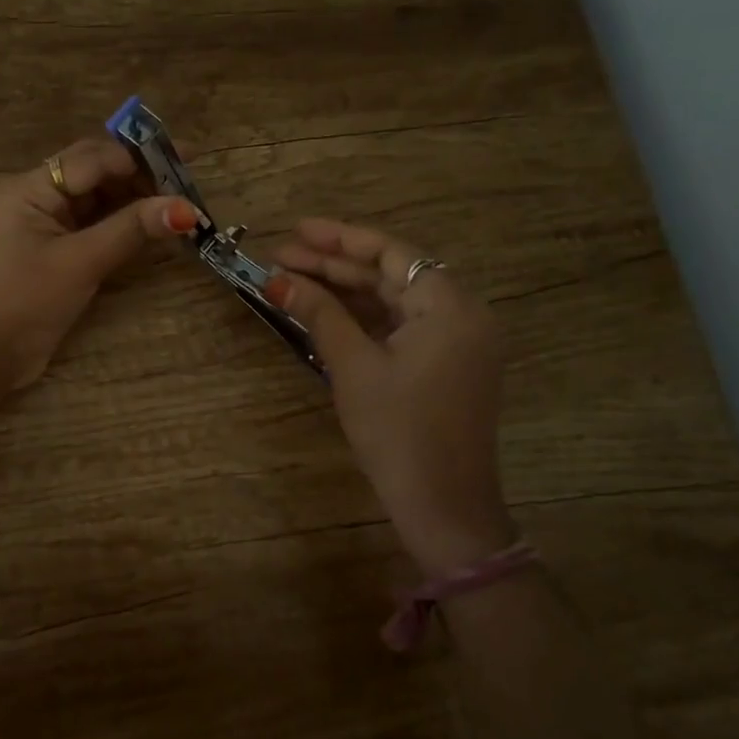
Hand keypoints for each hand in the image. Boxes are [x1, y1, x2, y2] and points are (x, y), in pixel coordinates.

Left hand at [0, 135, 198, 389]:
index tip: (184, 161)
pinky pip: (96, 224)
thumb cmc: (26, 303)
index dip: (138, 158)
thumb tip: (186, 209)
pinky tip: (156, 227)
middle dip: (141, 175)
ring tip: (180, 204)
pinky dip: (124, 224)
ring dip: (136, 199)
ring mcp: (47, 223)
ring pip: (99, 198)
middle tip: (188, 181)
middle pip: (96, 172)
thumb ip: (131, 230)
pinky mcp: (57, 248)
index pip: (92, 158)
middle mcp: (38, 196)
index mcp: (31, 188)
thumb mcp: (81, 263)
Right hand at [267, 218, 515, 574]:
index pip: (391, 252)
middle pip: (391, 274)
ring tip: (292, 280)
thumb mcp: (353, 367)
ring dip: (345, 291)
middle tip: (280, 258)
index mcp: (449, 305)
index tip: (295, 230)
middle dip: (334, 265)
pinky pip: (401, 326)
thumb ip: (319, 313)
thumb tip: (277, 279)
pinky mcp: (445, 364)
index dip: (339, 238)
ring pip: (393, 300)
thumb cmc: (398, 432)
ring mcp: (456, 341)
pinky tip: (324, 311)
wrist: (443, 508)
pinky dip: (364, 318)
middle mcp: (461, 314)